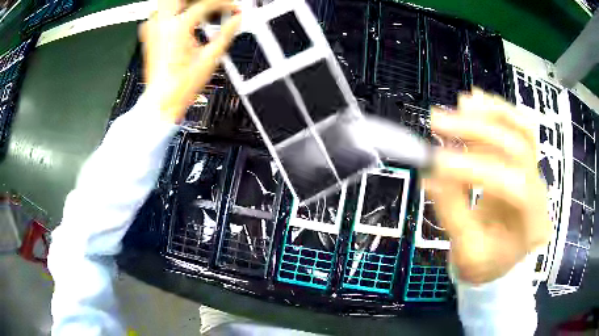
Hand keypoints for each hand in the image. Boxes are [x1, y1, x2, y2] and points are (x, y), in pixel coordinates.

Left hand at [139, 0, 240, 123]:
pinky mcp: (149, 37)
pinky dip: (171, 12)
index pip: (205, 4)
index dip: (223, 4)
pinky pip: (158, 15)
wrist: (161, 103)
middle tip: (212, 6)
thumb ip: (226, 34)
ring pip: (166, 3)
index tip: (233, 7)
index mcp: (178, 28)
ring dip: (184, 4)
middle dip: (199, 1)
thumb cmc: (180, 87)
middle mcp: (162, 25)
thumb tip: (237, 20)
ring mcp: (152, 30)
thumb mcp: (210, 59)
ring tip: (199, 10)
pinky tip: (182, 19)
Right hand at [429, 89, 551, 283]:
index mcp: (531, 224)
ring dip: (492, 113)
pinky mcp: (524, 163)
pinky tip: (475, 102)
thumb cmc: (487, 264)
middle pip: (518, 148)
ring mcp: (535, 173)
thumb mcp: (467, 252)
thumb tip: (431, 175)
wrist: (503, 261)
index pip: (512, 185)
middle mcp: (539, 192)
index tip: (437, 163)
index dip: (476, 169)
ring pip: (523, 131)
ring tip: (462, 103)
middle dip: (479, 130)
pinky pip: (517, 129)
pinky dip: (496, 112)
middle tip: (440, 122)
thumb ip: (453, 213)